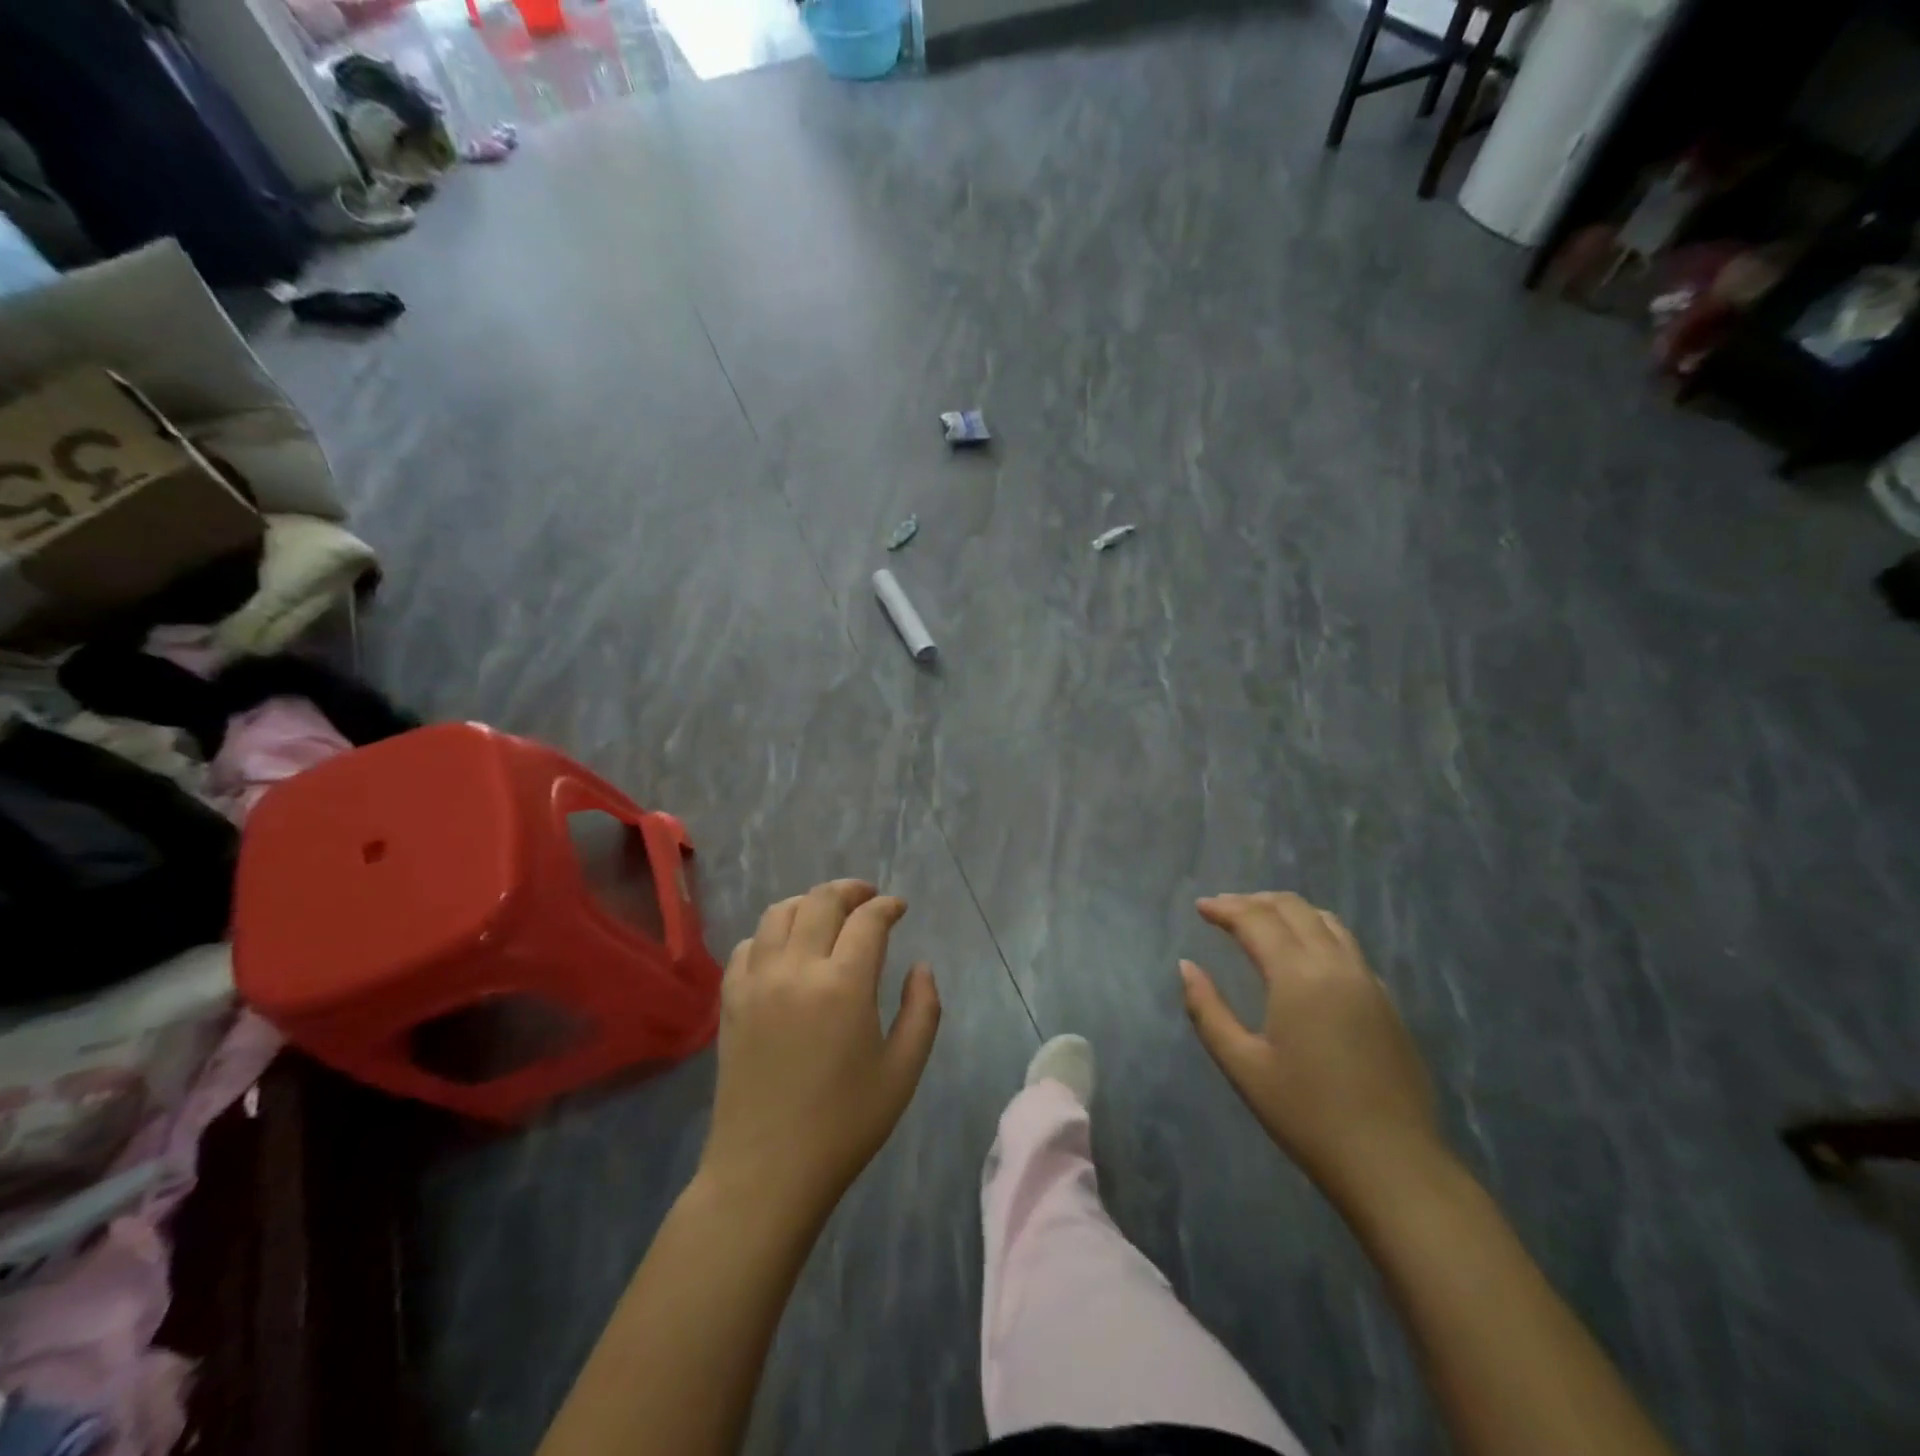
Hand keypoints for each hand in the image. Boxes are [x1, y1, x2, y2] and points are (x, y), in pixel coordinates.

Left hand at [700, 880, 940, 1214]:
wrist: (766, 1171)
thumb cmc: (844, 1125)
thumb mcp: (903, 1072)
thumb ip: (922, 1010)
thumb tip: (920, 966)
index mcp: (844, 985)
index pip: (867, 920)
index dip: (887, 906)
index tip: (899, 908)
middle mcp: (797, 969)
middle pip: (821, 901)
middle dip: (851, 890)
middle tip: (869, 898)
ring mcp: (757, 981)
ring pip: (780, 912)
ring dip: (809, 903)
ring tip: (828, 914)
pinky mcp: (731, 1000)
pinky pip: (749, 944)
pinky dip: (772, 933)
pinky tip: (786, 949)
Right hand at [1180, 892, 1440, 1202]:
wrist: (1393, 1164)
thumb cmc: (1307, 1115)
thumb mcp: (1243, 1066)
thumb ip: (1208, 1010)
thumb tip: (1187, 967)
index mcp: (1298, 977)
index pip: (1257, 920)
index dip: (1225, 908)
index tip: (1200, 907)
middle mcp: (1336, 966)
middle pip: (1294, 909)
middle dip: (1255, 901)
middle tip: (1225, 910)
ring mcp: (1368, 982)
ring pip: (1327, 922)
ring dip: (1289, 912)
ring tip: (1262, 922)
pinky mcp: (1387, 1002)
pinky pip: (1348, 947)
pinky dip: (1317, 934)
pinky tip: (1304, 958)